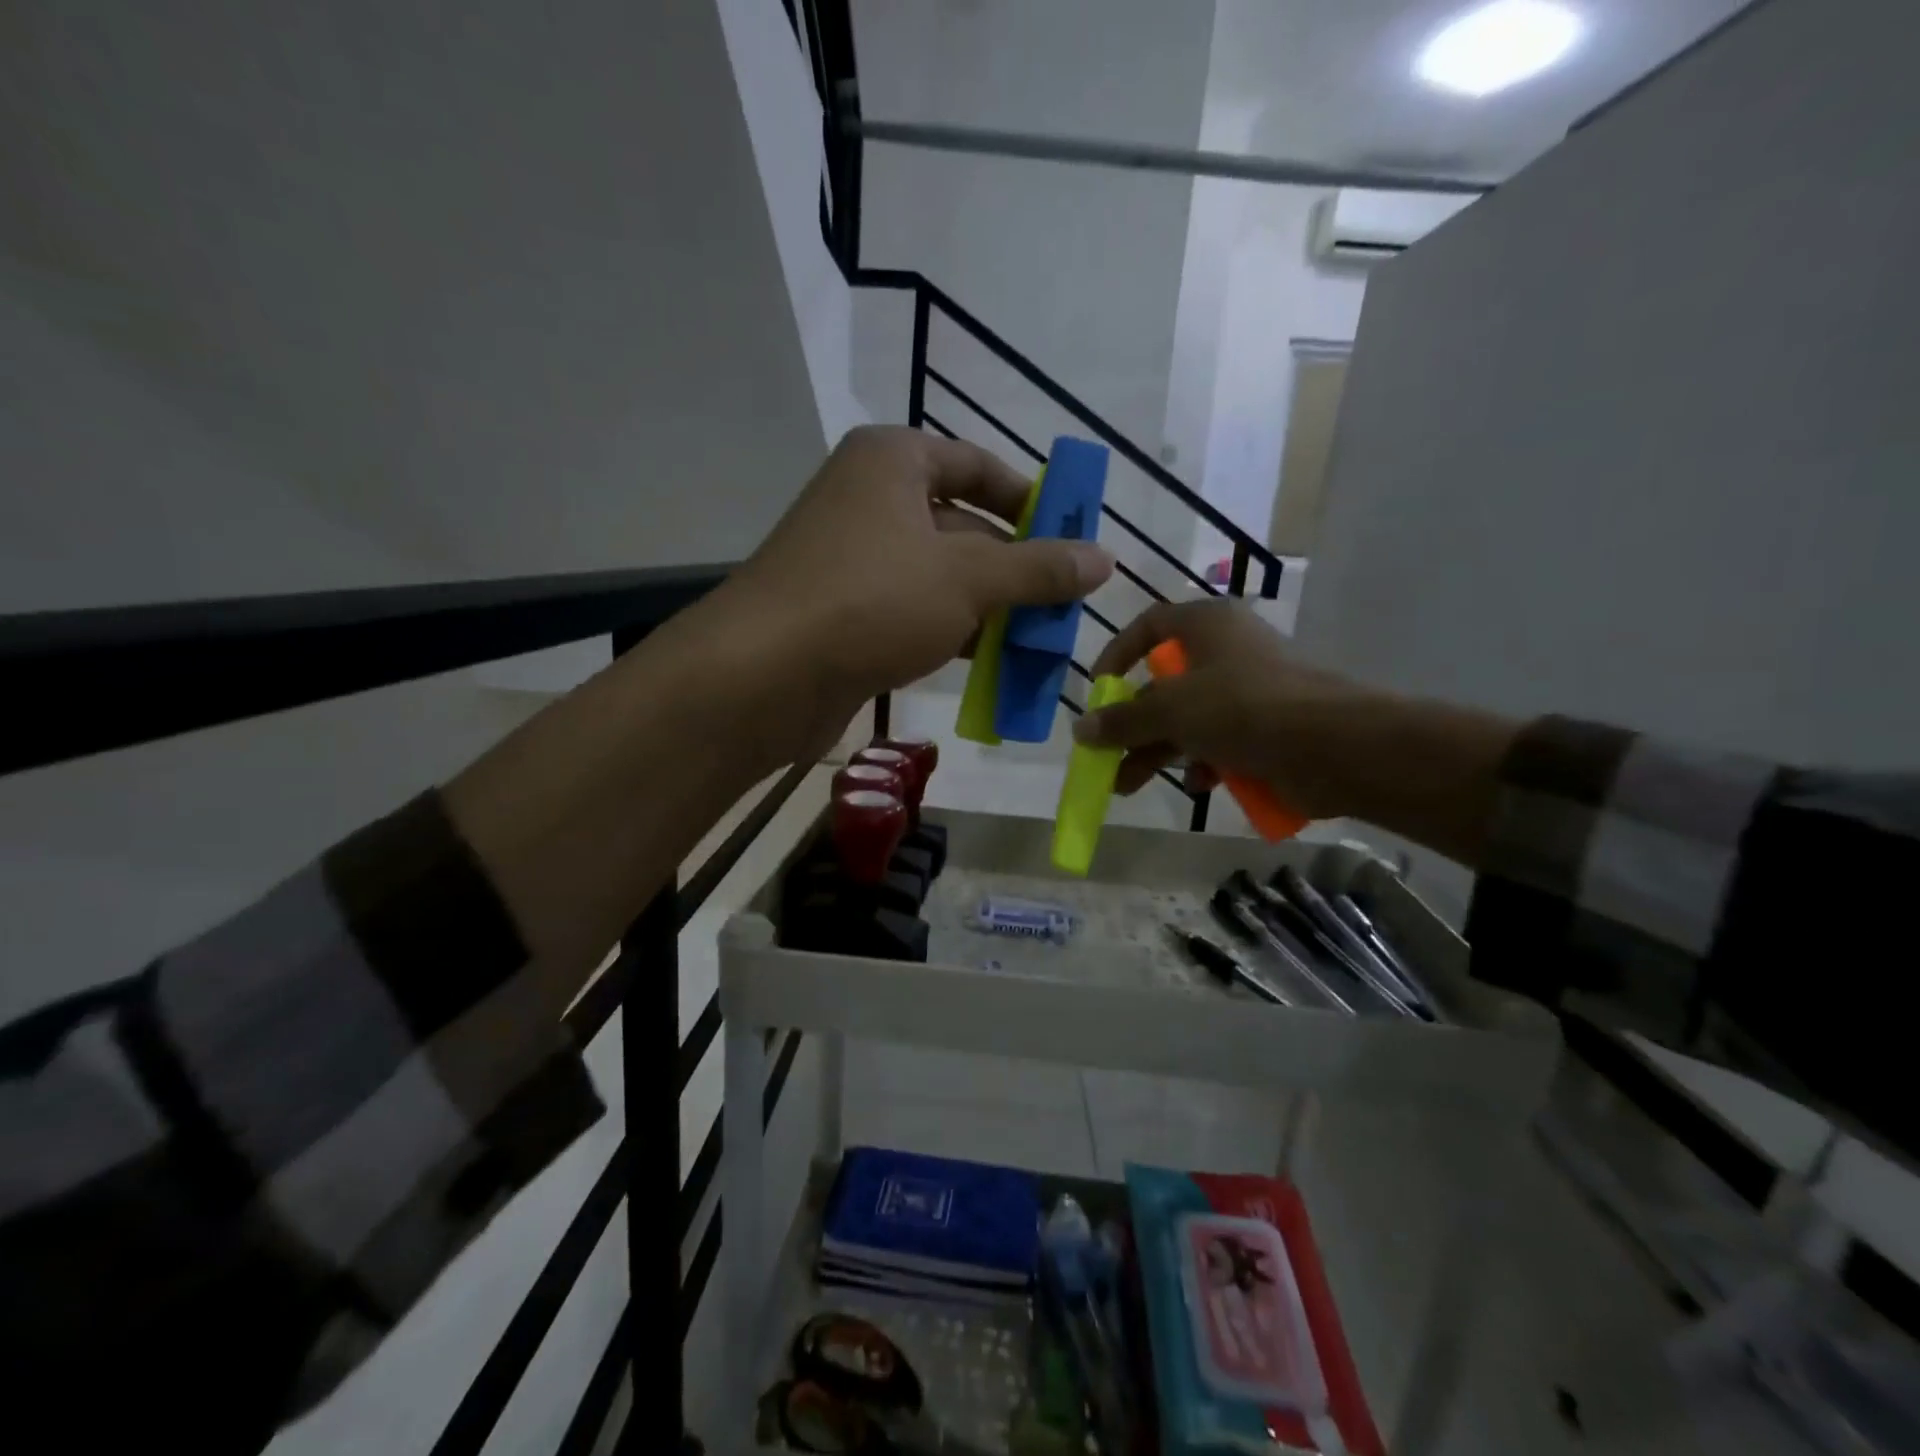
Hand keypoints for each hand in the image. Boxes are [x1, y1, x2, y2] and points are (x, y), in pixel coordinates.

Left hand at [719, 425, 1113, 731]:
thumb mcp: (968, 579)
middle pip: (962, 525)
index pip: (978, 466)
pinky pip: (913, 612)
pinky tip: (990, 665)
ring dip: (989, 608)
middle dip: (1014, 568)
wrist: (764, 676)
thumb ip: (1038, 568)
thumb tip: (1104, 558)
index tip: (1071, 537)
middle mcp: (869, 500)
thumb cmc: (871, 601)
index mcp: (892, 462)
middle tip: (1064, 604)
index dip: (1030, 501)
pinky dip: (952, 633)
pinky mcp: (844, 612)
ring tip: (1039, 642)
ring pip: (939, 576)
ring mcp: (853, 559)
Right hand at [1073, 599, 1379, 812]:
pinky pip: (1221, 740)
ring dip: (1157, 753)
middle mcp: (1227, 650)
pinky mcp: (1267, 726)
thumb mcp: (1172, 711)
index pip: (1150, 625)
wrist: (1334, 746)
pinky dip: (1204, 762)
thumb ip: (1123, 720)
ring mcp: (1249, 690)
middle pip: (1164, 684)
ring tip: (1128, 786)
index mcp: (1206, 625)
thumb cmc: (1244, 708)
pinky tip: (1199, 784)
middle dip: (1132, 725)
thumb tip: (1081, 730)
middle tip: (1104, 757)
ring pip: (1189, 718)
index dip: (1117, 653)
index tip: (1098, 690)